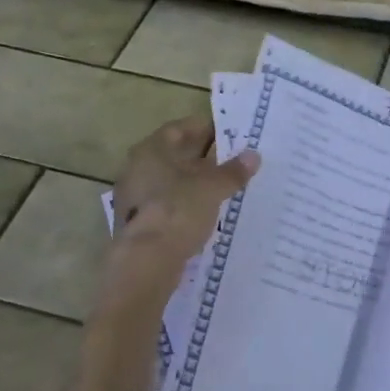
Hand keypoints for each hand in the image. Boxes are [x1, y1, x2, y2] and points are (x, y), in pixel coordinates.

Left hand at [102, 115, 258, 307]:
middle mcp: (138, 168)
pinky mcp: (140, 222)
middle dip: (205, 157)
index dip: (207, 128)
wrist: (146, 262)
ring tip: (228, 185)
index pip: (181, 128)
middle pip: (176, 155)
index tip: (231, 133)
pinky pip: (169, 204)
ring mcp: (135, 197)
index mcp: (151, 150)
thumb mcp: (212, 188)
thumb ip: (233, 171)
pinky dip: (188, 203)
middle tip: (235, 159)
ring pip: (173, 181)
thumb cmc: (178, 211)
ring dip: (198, 181)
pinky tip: (209, 211)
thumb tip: (253, 156)